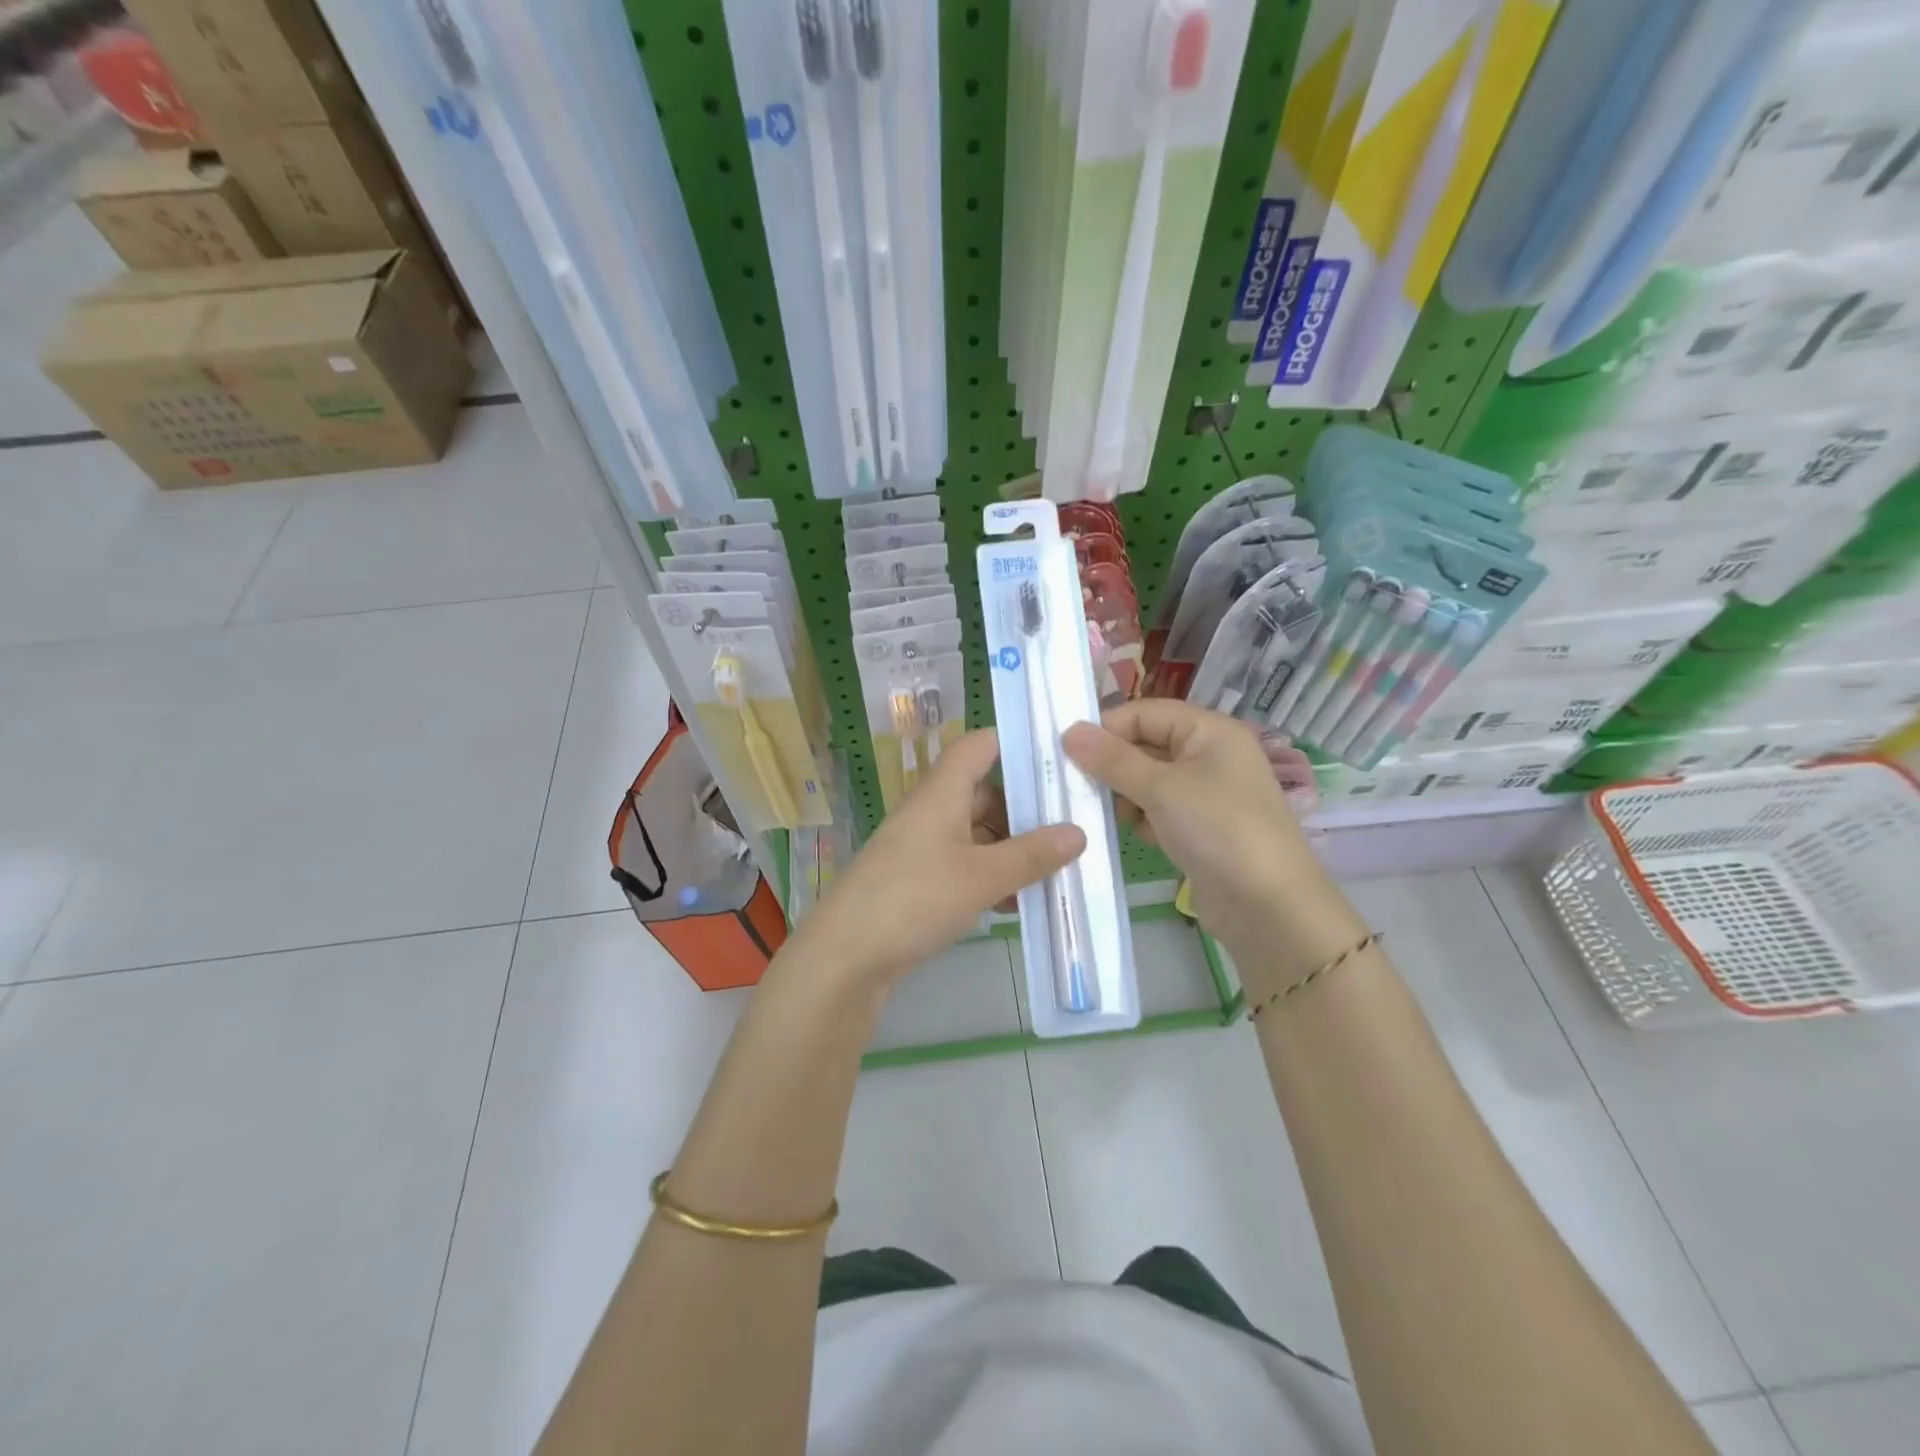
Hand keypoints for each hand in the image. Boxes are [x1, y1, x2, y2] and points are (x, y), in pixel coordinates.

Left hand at [795, 729, 1085, 986]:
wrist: (844, 959)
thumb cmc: (912, 900)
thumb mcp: (980, 877)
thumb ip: (1030, 855)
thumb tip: (1078, 832)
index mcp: (941, 793)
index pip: (979, 745)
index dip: (1016, 742)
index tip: (1060, 756)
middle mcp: (931, 813)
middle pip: (985, 793)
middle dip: (1027, 809)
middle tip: (1073, 826)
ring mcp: (923, 848)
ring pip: (978, 834)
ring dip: (1013, 849)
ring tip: (1056, 870)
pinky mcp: (919, 882)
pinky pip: (966, 866)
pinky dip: (993, 877)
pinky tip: (1018, 902)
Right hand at [1063, 701, 1336, 954]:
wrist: (1270, 908)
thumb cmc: (1218, 830)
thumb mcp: (1161, 788)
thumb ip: (1112, 760)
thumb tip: (1069, 731)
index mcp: (1209, 731)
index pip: (1145, 713)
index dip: (1106, 728)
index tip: (1066, 752)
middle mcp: (1210, 755)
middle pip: (1146, 744)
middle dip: (1112, 764)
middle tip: (1075, 785)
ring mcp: (1207, 794)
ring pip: (1149, 780)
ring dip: (1124, 794)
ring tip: (1106, 813)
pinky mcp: (1201, 828)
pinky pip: (1159, 810)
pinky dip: (1142, 818)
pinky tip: (1133, 835)